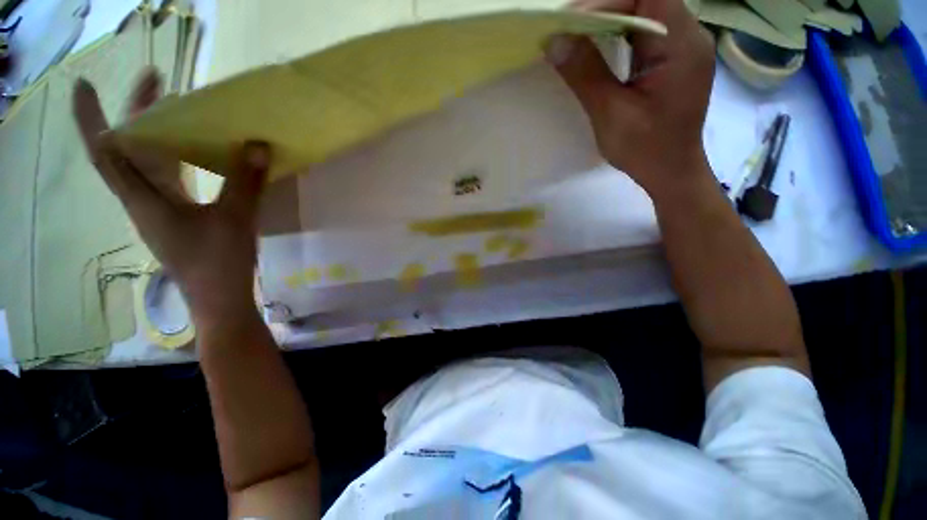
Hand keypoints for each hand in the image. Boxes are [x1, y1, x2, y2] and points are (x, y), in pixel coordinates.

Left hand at [72, 68, 268, 328]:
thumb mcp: (235, 220)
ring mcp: (159, 209)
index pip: (106, 152)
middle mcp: (142, 200)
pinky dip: (174, 157)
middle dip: (136, 113)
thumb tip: (259, 146)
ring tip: (177, 111)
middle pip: (127, 149)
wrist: (220, 299)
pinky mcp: (177, 217)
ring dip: (156, 134)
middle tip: (158, 84)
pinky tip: (193, 151)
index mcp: (144, 199)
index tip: (84, 84)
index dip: (90, 117)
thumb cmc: (219, 263)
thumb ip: (246, 182)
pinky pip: (167, 178)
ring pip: (146, 163)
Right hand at [546, 0, 714, 197]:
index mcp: (681, 44)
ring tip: (578, 36)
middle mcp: (688, 34)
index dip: (604, 1)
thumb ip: (586, 74)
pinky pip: (645, 31)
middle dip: (603, 8)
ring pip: (645, 12)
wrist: (671, 171)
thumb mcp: (611, 114)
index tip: (568, 23)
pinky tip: (599, 48)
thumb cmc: (645, 149)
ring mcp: (683, 45)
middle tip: (568, 28)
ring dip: (609, 18)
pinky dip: (619, 33)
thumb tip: (555, 40)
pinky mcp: (674, 58)